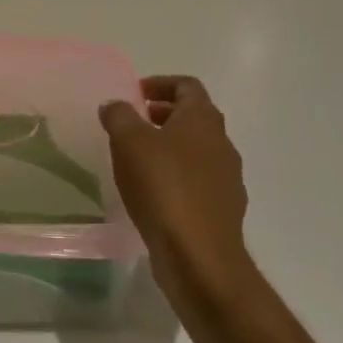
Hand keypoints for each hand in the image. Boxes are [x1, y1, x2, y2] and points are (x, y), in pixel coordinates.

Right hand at [100, 76, 250, 305]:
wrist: (200, 259)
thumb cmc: (164, 187)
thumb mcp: (129, 141)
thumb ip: (119, 115)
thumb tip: (115, 105)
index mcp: (203, 119)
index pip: (187, 85)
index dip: (161, 83)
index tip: (136, 94)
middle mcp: (222, 143)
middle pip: (193, 117)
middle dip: (162, 116)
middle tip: (132, 124)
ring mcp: (227, 179)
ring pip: (196, 151)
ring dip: (169, 149)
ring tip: (137, 161)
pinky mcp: (223, 212)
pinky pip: (198, 183)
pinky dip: (176, 179)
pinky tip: (153, 195)